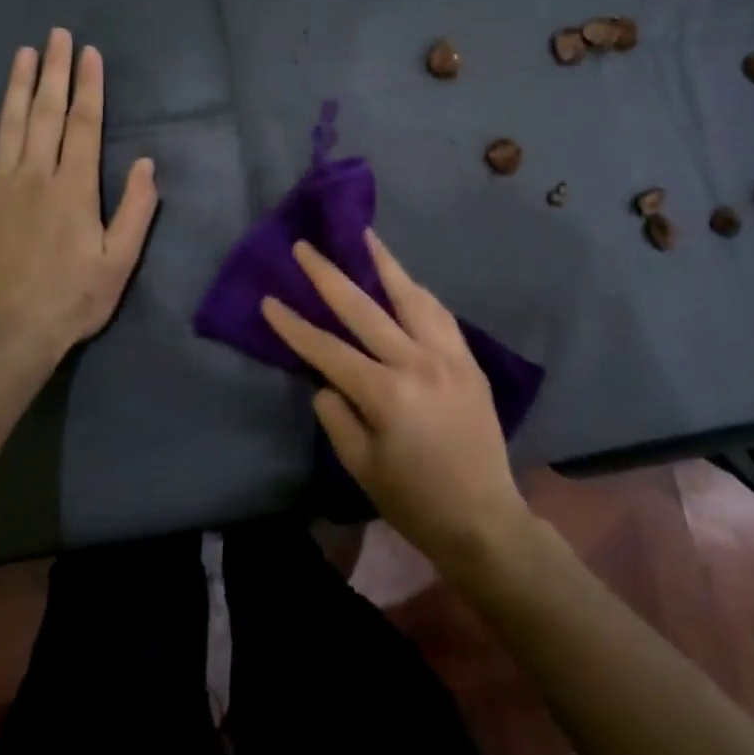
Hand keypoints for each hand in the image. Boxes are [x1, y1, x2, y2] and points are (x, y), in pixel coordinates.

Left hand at [0, 28, 158, 365]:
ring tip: (24, 53)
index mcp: (75, 189)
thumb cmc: (73, 299)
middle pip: (46, 114)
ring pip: (8, 127)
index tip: (90, 54)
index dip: (89, 88)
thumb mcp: (120, 262)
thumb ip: (135, 210)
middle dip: (55, 72)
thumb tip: (145, 164)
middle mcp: (36, 177)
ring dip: (17, 87)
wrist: (8, 335)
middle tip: (58, 36)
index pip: (84, 125)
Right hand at [261, 230, 530, 573]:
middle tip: (306, 246)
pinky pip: (441, 315)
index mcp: (386, 393)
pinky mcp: (470, 361)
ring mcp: (449, 356)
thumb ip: (337, 416)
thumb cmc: (415, 501)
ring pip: (412, 297)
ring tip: (365, 236)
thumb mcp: (361, 467)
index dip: (295, 326)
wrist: (484, 518)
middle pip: (365, 308)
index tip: (269, 300)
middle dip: (329, 275)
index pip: (328, 350)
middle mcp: (418, 362)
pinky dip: (419, 293)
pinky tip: (406, 281)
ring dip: (385, 264)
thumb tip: (327, 380)